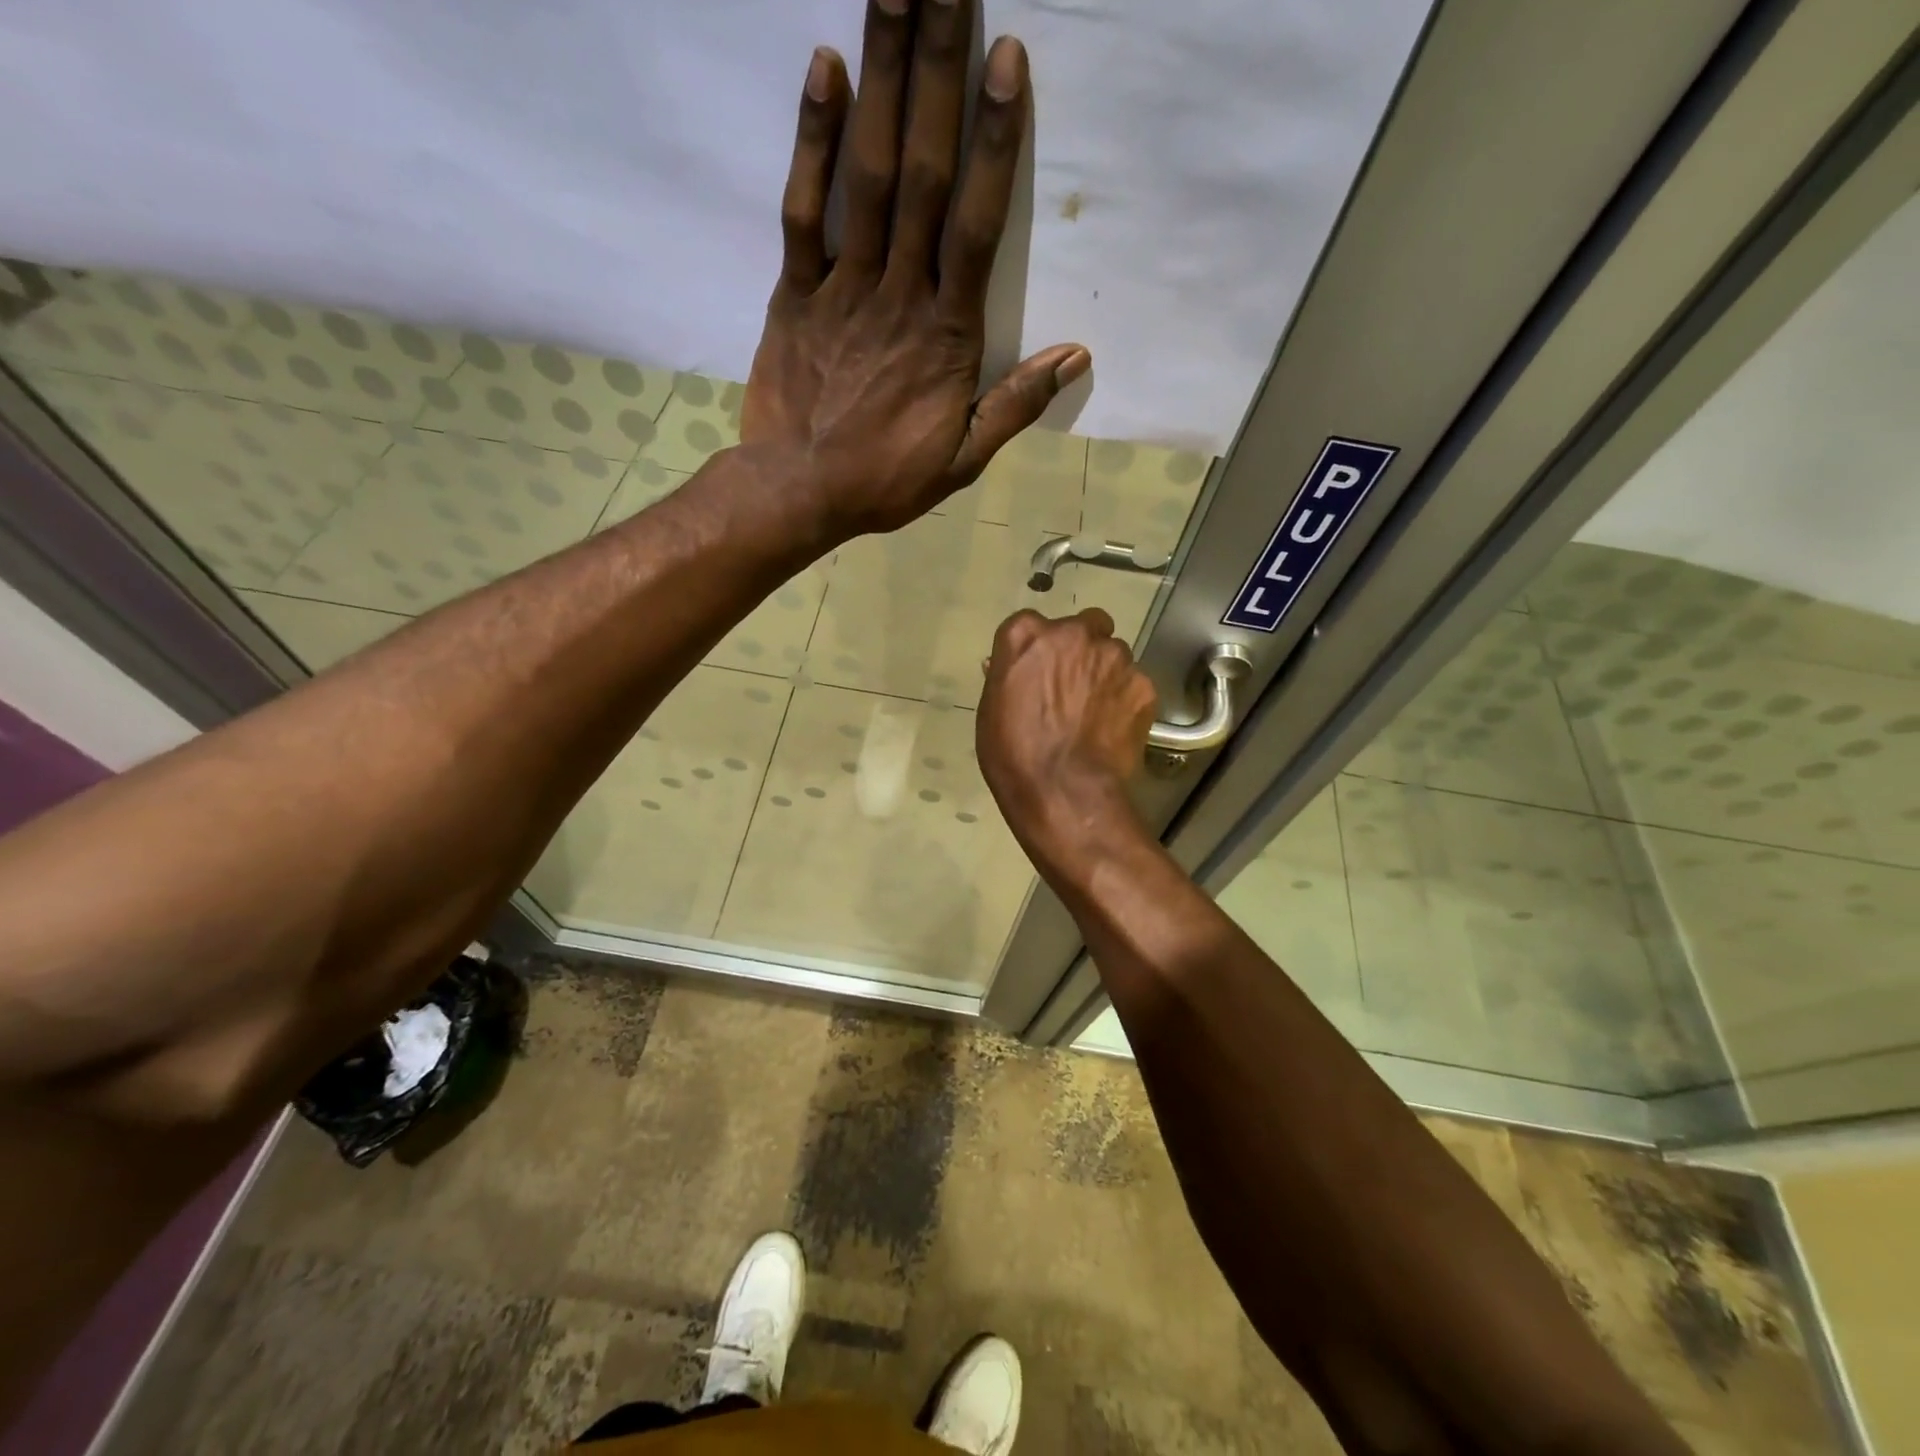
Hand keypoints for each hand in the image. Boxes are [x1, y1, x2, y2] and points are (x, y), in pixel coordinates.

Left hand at [740, 0, 1090, 538]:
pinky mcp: (794, 293)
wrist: (799, 493)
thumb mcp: (963, 459)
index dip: (995, 142)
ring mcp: (843, 287)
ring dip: (882, 77)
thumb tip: (1075, 357)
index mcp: (948, 335)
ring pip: (866, 174)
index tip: (1008, 59)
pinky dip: (811, 141)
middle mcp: (899, 293)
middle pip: (922, 172)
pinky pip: (803, 210)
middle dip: (938, 73)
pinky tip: (824, 67)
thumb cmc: (885, 480)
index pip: (979, 224)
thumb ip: (1015, 405)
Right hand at [977, 609, 1158, 865]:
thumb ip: (1007, 677)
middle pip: (1084, 627)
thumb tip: (1012, 667)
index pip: (1032, 625)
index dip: (1038, 650)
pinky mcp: (1143, 684)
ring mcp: (1114, 656)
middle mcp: (1074, 633)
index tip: (1037, 672)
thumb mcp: (991, 711)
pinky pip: (1134, 684)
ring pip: (1114, 654)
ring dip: (1105, 673)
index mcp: (1026, 634)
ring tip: (1096, 711)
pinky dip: (1125, 700)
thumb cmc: (1013, 754)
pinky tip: (1113, 728)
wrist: (1064, 791)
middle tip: (1073, 685)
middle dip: (1081, 648)